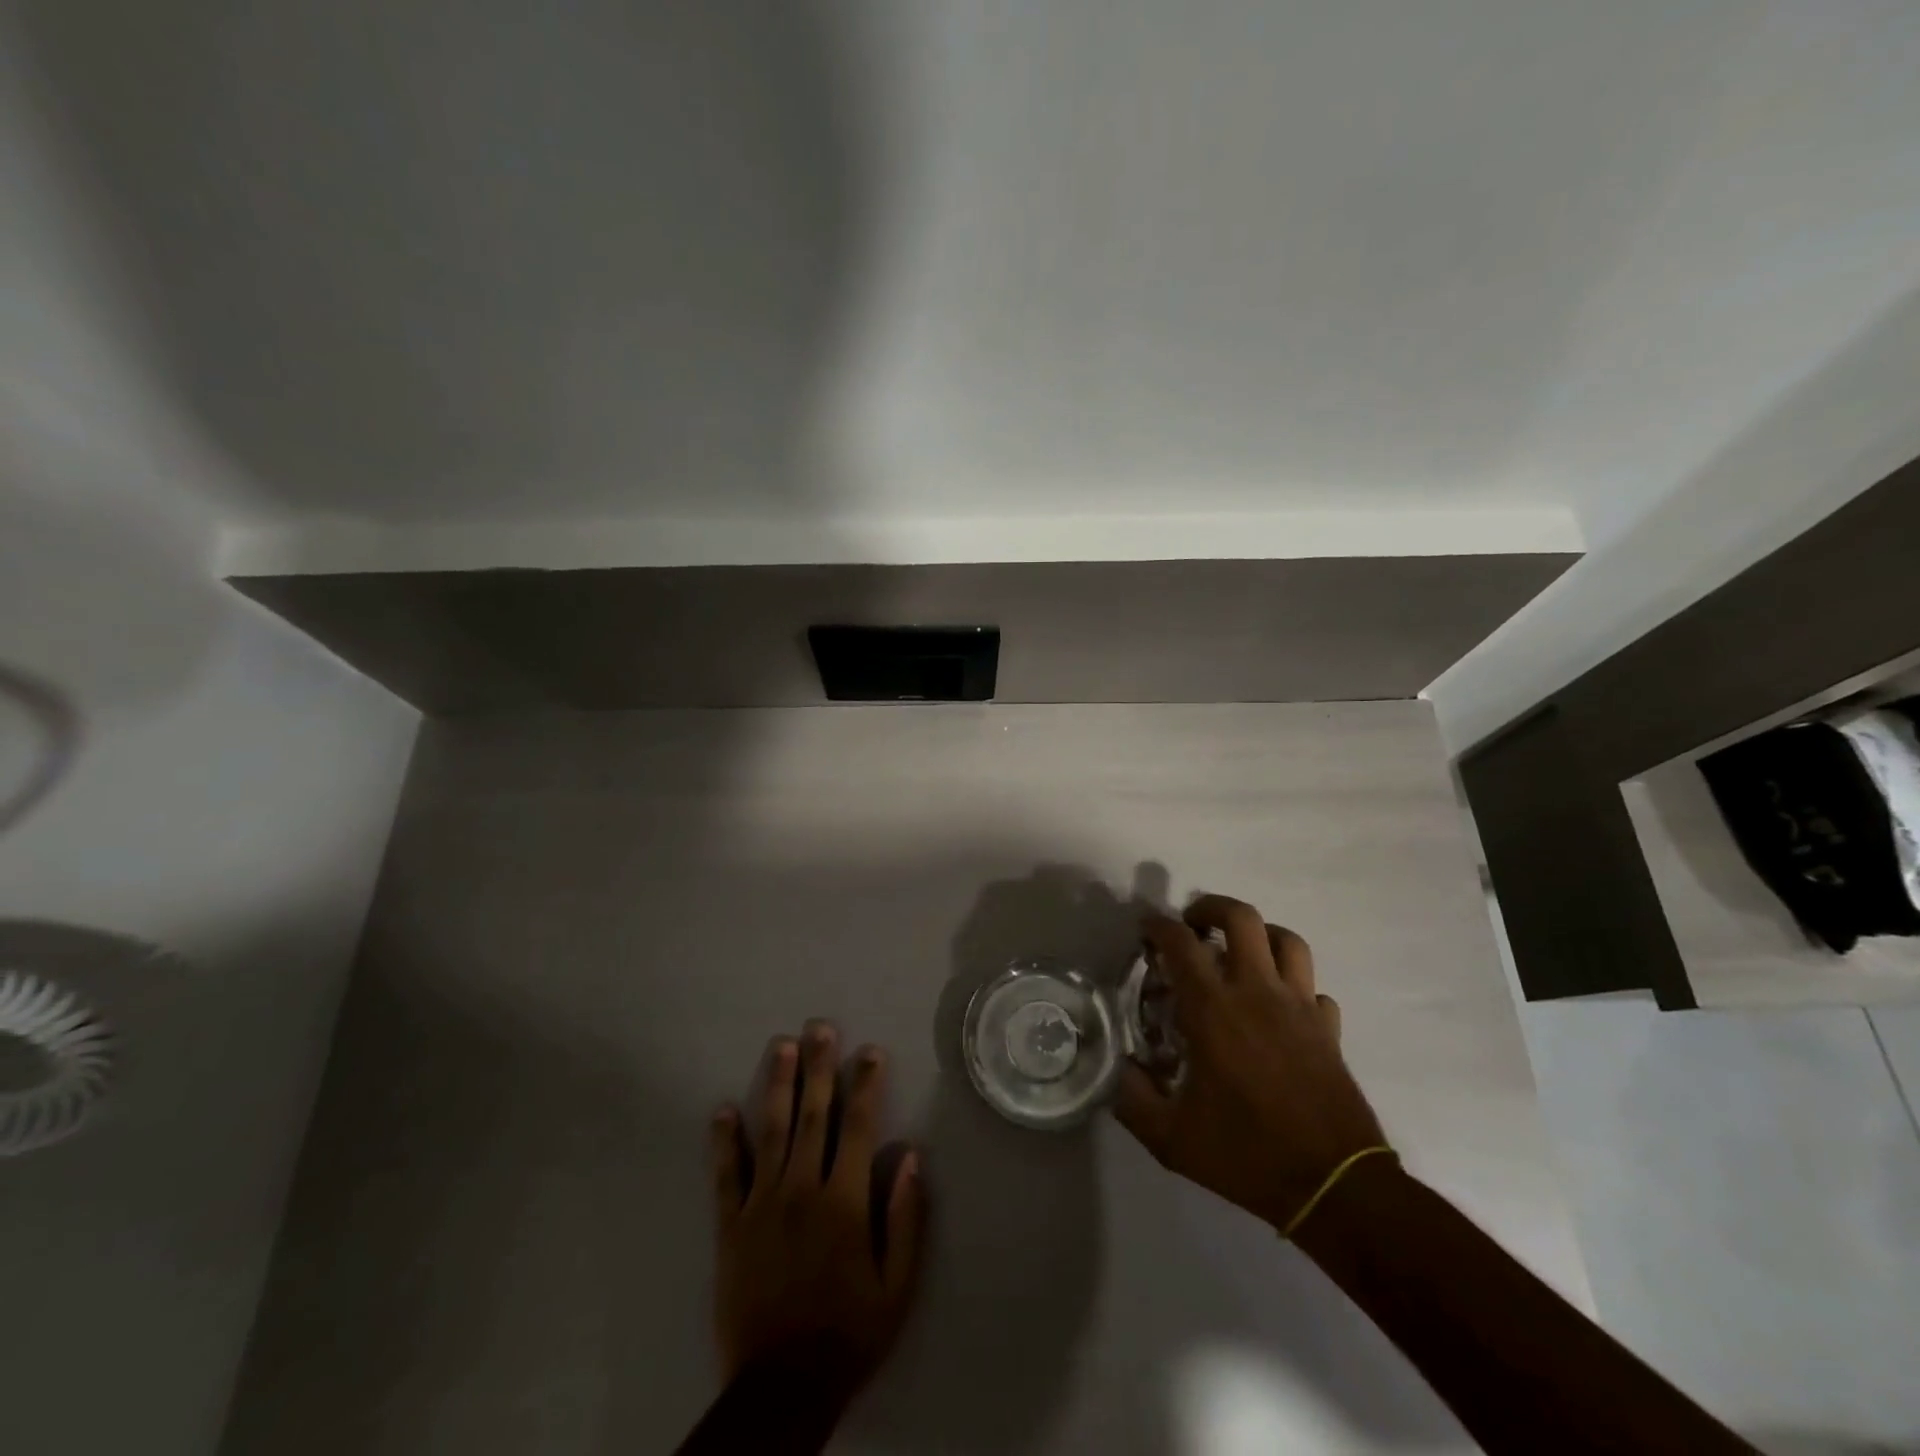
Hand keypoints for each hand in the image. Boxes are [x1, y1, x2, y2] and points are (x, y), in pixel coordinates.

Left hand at [711, 1021, 926, 1405]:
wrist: (782, 1387)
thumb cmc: (849, 1333)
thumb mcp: (897, 1286)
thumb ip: (906, 1218)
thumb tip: (911, 1155)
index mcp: (844, 1201)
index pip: (858, 1126)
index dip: (865, 1084)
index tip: (870, 1051)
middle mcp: (802, 1189)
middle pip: (812, 1115)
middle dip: (819, 1067)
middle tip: (819, 1027)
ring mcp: (762, 1205)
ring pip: (770, 1131)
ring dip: (776, 1085)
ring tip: (780, 1047)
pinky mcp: (731, 1226)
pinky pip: (727, 1176)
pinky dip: (725, 1141)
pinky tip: (722, 1110)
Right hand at [1113, 895, 1387, 1230]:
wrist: (1336, 1187)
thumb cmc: (1248, 1155)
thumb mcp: (1171, 1138)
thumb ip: (1132, 1099)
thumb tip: (1118, 1069)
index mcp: (1214, 1010)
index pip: (1181, 944)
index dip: (1158, 926)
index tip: (1145, 929)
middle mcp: (1258, 993)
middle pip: (1241, 918)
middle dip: (1211, 908)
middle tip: (1193, 925)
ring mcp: (1300, 1007)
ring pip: (1287, 940)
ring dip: (1259, 935)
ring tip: (1239, 952)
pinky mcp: (1329, 1029)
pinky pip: (1314, 989)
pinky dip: (1295, 987)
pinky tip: (1280, 1008)